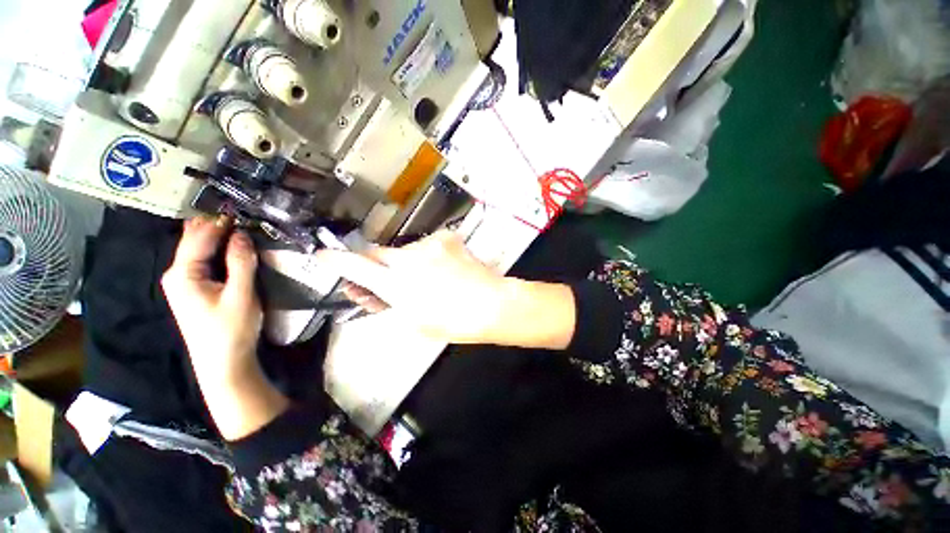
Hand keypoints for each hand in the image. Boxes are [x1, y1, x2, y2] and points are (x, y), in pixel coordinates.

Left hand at [162, 217, 286, 439]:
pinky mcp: (195, 290)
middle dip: (215, 226)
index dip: (219, 222)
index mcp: (183, 274)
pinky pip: (204, 261)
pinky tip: (233, 248)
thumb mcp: (241, 294)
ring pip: (199, 250)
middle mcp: (177, 274)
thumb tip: (242, 234)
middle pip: (194, 241)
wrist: (223, 363)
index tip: (243, 211)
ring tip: (241, 227)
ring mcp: (184, 283)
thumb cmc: (230, 330)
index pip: (198, 237)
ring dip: (218, 238)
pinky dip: (218, 251)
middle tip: (243, 216)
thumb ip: (241, 263)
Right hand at [314, 231, 576, 348]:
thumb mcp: (413, 321)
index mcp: (397, 284)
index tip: (322, 255)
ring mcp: (428, 245)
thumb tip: (369, 291)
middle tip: (387, 281)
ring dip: (407, 263)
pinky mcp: (446, 237)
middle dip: (377, 267)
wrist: (491, 304)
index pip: (356, 267)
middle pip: (378, 255)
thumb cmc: (452, 321)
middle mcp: (408, 259)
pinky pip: (427, 245)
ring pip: (404, 251)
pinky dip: (428, 256)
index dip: (335, 261)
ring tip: (428, 279)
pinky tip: (443, 268)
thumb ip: (387, 302)